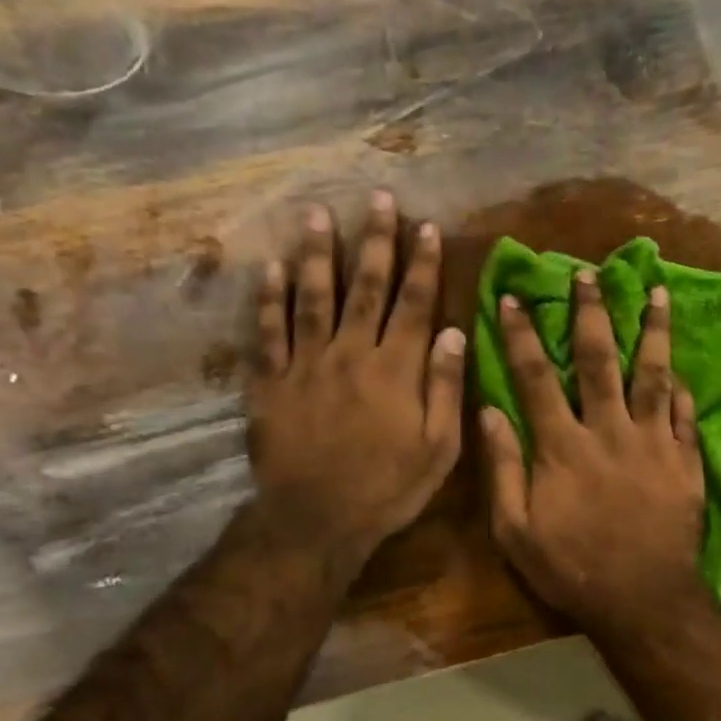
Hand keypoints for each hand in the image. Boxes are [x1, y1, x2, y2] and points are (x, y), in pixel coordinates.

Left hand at [248, 191, 464, 565]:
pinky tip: (271, 269)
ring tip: (318, 214)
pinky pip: (267, 333)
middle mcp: (350, 355)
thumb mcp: (438, 450)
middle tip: (376, 199)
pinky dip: (268, 299)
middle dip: (374, 242)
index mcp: (395, 371)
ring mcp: (305, 366)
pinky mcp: (269, 383)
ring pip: (313, 298)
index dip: (422, 264)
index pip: (413, 305)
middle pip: (365, 289)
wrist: (316, 522)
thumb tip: (453, 334)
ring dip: (318, 254)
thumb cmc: (386, 490)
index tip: (427, 227)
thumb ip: (445, 389)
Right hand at [482, 270, 708, 632]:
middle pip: (599, 360)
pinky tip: (681, 368)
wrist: (642, 600)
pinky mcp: (685, 462)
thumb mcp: (515, 530)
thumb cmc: (571, 568)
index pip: (536, 376)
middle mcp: (609, 431)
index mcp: (562, 446)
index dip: (521, 334)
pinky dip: (682, 389)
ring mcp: (653, 443)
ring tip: (657, 292)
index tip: (513, 297)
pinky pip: (685, 415)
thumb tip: (489, 411)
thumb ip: (503, 468)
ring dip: (653, 331)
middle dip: (591, 313)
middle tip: (589, 273)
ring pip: (653, 375)